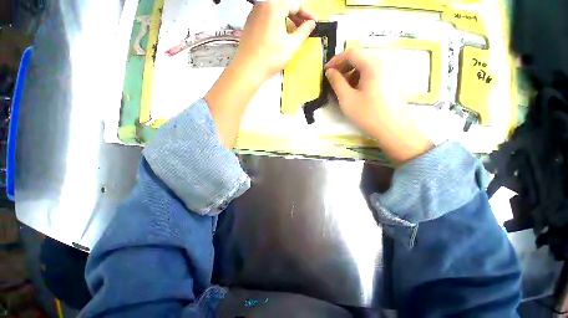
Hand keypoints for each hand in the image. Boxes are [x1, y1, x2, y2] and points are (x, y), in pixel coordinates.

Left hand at [233, 0, 315, 82]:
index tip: (314, 22)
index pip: (295, 4)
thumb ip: (303, 32)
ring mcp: (254, 13)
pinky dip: (276, 22)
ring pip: (274, 10)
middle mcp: (263, 4)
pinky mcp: (249, 22)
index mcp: (274, 7)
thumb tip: (311, 24)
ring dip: (286, 18)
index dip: (307, 13)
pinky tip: (279, 33)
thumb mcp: (291, 45)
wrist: (249, 68)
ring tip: (293, 31)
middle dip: (296, 15)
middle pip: (284, 5)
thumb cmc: (271, 57)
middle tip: (305, 27)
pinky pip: (266, 17)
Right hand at [324, 48, 433, 164]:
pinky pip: (370, 74)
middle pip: (358, 58)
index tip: (326, 71)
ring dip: (350, 74)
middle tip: (333, 80)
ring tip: (342, 88)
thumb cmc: (368, 114)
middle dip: (343, 67)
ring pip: (364, 66)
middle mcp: (381, 63)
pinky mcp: (388, 81)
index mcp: (371, 65)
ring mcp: (387, 72)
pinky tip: (355, 92)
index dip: (336, 60)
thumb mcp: (347, 99)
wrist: (393, 128)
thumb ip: (336, 82)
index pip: (351, 53)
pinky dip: (359, 79)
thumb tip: (330, 71)